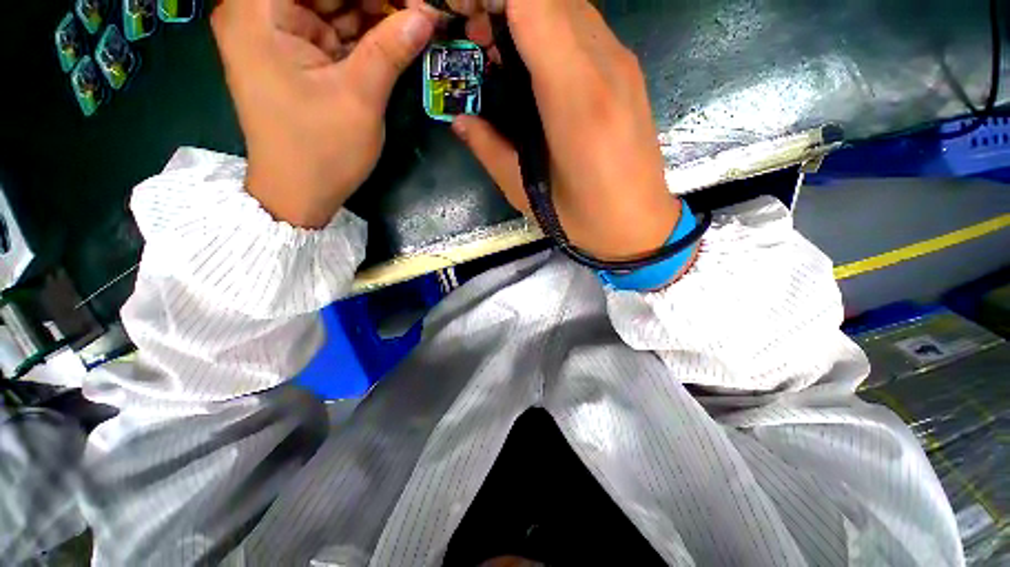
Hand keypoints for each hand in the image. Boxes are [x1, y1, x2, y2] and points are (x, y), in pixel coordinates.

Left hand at [212, 0, 435, 227]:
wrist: (299, 193)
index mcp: (258, 11)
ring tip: (413, 17)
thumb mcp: (359, 98)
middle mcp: (258, 11)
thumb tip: (426, 14)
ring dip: (372, 11)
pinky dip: (362, 30)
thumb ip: (390, 49)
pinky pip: (331, 27)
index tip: (409, 0)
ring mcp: (276, 32)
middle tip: (417, 9)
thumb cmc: (322, 151)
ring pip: (330, 4)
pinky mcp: (292, 53)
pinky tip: (395, 32)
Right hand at [437, 0, 681, 261]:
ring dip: (526, 15)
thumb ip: (490, 150)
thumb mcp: (527, 195)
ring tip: (498, 56)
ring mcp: (622, 64)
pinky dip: (549, 30)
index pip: (533, 3)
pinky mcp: (628, 73)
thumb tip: (461, 120)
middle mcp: (605, 64)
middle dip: (502, 5)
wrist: (641, 226)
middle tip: (475, 42)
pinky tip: (533, 68)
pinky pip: (584, 28)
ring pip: (568, 6)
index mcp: (577, 98)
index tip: (462, 16)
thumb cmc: (585, 219)